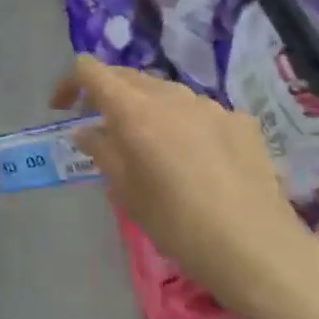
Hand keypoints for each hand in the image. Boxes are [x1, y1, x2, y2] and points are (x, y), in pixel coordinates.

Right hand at [52, 56, 318, 318]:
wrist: (256, 248)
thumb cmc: (177, 224)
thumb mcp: (127, 192)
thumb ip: (102, 152)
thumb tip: (86, 130)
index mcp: (135, 110)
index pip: (91, 70)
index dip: (70, 83)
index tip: (62, 109)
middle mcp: (172, 96)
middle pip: (128, 77)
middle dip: (107, 95)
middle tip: (99, 127)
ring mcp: (211, 105)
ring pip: (166, 93)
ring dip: (147, 108)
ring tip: (148, 146)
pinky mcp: (241, 121)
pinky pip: (200, 112)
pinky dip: (184, 124)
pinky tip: (195, 159)